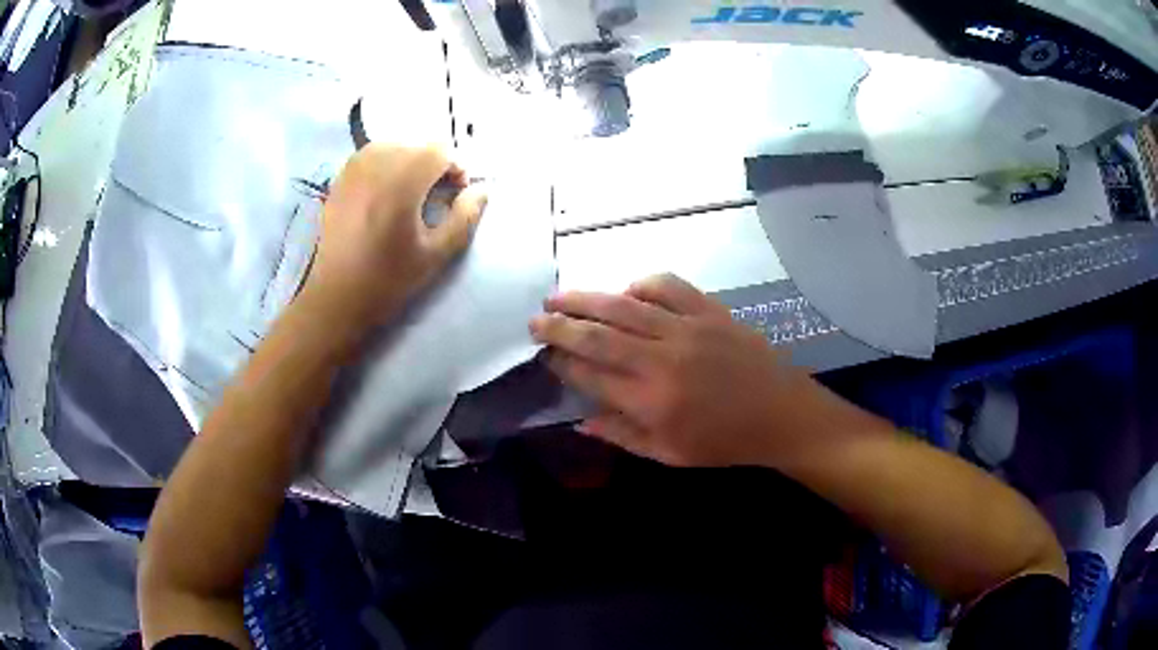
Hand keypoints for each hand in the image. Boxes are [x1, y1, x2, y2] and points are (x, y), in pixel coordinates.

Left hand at [302, 144, 487, 334]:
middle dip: (434, 164)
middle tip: (435, 196)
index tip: (456, 196)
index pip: (440, 150)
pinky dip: (386, 164)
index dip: (456, 168)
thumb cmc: (388, 279)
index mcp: (402, 181)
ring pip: (394, 145)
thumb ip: (465, 217)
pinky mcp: (340, 178)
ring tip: (410, 193)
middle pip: (418, 145)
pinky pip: (371, 155)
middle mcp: (377, 164)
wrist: (336, 297)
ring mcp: (354, 168)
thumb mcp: (436, 254)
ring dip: (409, 161)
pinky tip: (385, 193)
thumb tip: (482, 189)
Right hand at [531, 274, 823, 467]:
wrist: (780, 414)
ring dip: (586, 298)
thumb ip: (621, 435)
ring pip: (624, 305)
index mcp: (651, 401)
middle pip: (597, 335)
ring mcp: (687, 329)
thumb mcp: (669, 454)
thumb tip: (580, 419)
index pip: (590, 375)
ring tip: (559, 297)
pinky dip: (641, 284)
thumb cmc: (724, 442)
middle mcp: (662, 359)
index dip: (560, 363)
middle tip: (535, 321)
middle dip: (559, 326)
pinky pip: (667, 286)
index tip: (543, 356)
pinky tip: (627, 291)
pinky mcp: (709, 310)